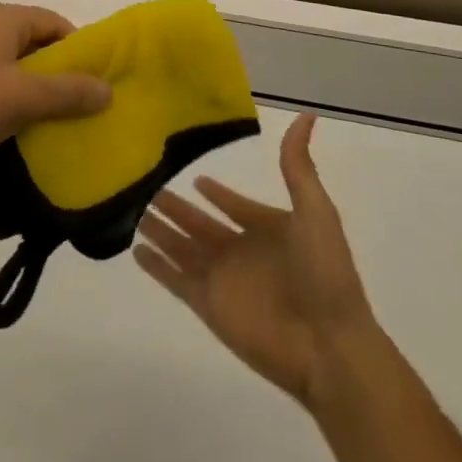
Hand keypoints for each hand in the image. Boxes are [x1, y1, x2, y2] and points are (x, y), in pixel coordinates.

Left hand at [0, 2, 110, 184]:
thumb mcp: (24, 98)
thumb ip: (69, 92)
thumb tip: (108, 90)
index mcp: (2, 19)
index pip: (55, 23)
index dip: (80, 50)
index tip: (98, 82)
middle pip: (38, 44)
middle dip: (62, 73)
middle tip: (85, 105)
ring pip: (18, 67)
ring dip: (40, 91)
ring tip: (61, 121)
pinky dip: (16, 101)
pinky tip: (27, 129)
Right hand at [136, 114, 375, 408]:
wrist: (329, 345)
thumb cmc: (325, 274)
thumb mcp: (315, 210)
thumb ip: (298, 165)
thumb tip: (307, 116)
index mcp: (267, 229)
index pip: (235, 206)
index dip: (217, 193)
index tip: (194, 177)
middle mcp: (241, 251)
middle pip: (200, 224)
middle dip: (176, 208)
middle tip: (147, 186)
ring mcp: (222, 279)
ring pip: (182, 248)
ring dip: (160, 231)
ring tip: (132, 211)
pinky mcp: (208, 305)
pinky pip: (174, 280)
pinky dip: (156, 266)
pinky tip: (135, 250)